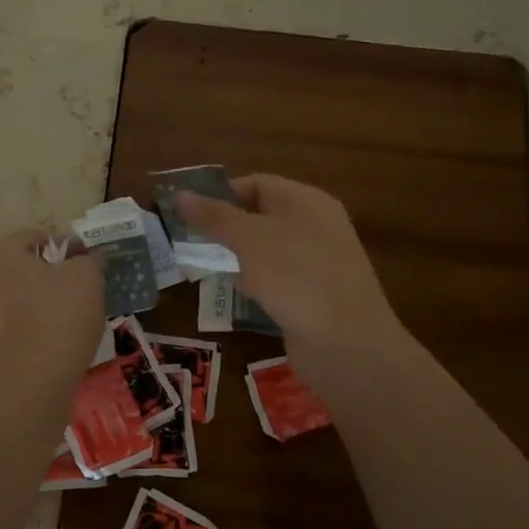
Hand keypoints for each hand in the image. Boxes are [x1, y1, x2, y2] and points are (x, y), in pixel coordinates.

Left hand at [0, 229, 103, 379]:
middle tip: (80, 296)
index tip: (89, 269)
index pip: (37, 238)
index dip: (68, 250)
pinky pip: (10, 331)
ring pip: (14, 301)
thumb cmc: (57, 316)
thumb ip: (89, 260)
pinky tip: (50, 347)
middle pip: (22, 270)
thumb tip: (87, 260)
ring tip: (68, 325)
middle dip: (50, 279)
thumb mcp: (87, 277)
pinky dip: (29, 334)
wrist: (29, 383)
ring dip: (38, 307)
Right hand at [175, 176, 405, 358]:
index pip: (257, 183)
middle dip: (225, 226)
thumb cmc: (297, 276)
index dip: (221, 193)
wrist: (347, 345)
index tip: (188, 213)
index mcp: (307, 201)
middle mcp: (316, 226)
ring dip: (237, 255)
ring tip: (203, 265)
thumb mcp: (249, 239)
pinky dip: (254, 281)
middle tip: (189, 240)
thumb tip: (180, 194)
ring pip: (267, 249)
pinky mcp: (314, 295)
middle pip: (261, 215)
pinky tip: (235, 292)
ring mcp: (317, 262)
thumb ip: (214, 216)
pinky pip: (277, 278)